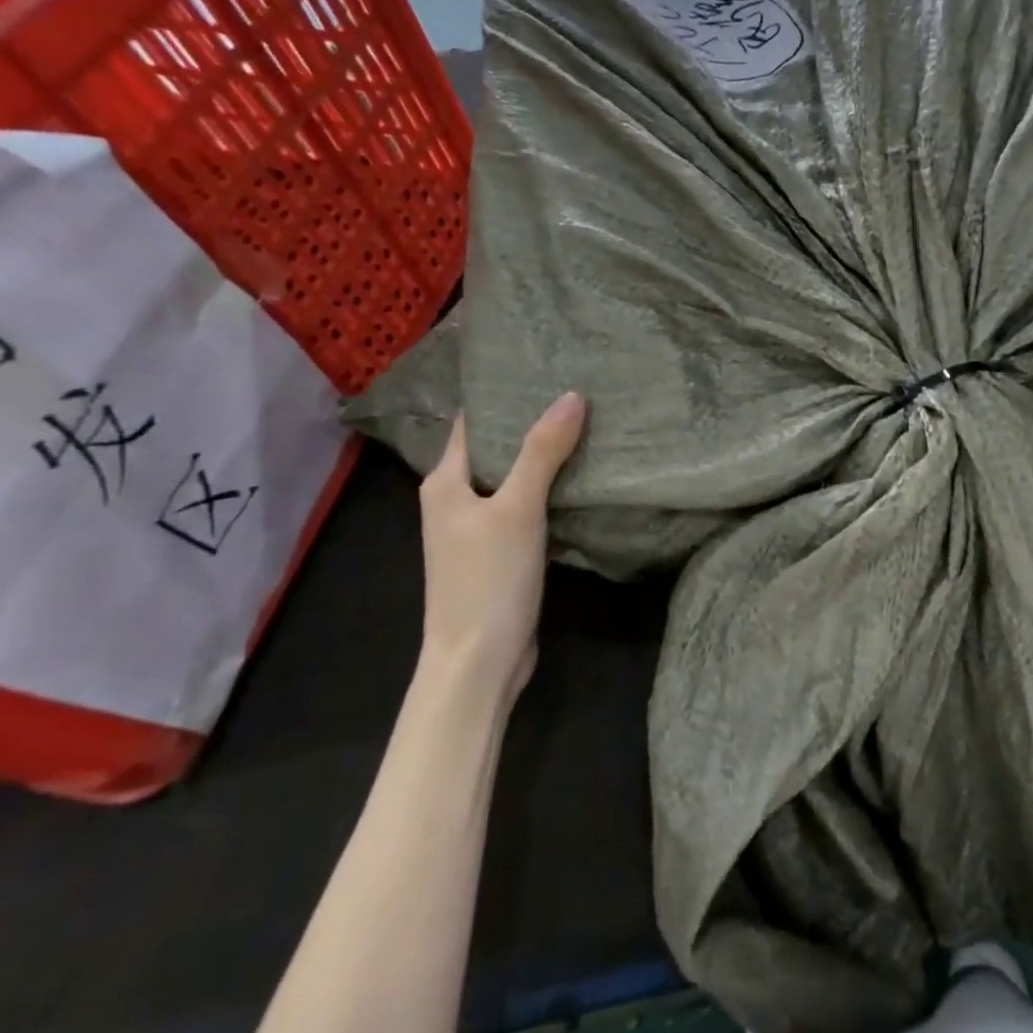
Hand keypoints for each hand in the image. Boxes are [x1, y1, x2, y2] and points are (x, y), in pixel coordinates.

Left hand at [417, 394, 585, 705]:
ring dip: (543, 458)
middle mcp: (455, 500)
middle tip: (580, 393)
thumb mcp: (517, 508)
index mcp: (445, 482)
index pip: (474, 423)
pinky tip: (580, 480)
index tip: (546, 370)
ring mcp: (476, 529)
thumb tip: (572, 395)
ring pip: (513, 479)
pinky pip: (525, 507)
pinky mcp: (498, 553)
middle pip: (496, 449)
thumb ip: (542, 451)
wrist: (478, 662)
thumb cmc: (487, 579)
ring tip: (587, 427)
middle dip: (531, 423)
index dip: (504, 396)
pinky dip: (548, 490)